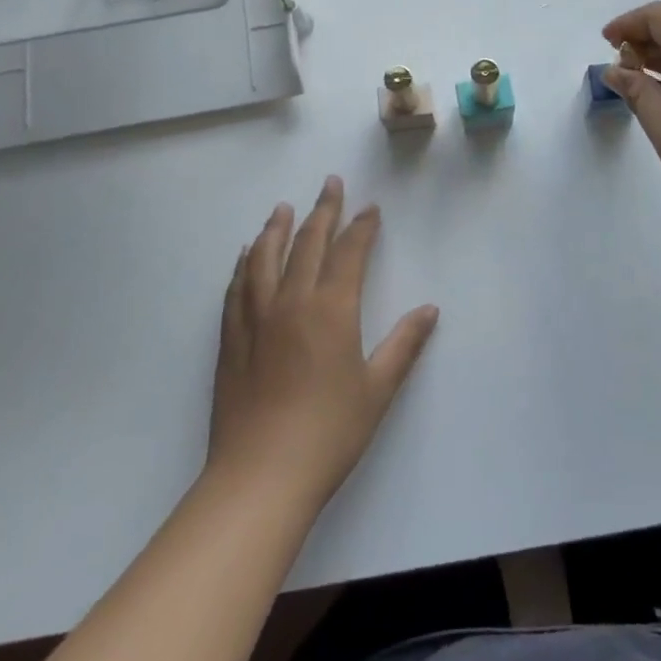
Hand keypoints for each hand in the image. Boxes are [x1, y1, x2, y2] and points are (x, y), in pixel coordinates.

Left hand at [208, 176, 439, 509]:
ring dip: (277, 228)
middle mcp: (291, 302)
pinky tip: (246, 255)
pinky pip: (237, 287)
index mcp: (331, 310)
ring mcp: (256, 319)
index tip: (370, 208)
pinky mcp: (231, 339)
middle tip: (330, 183)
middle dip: (322, 211)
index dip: (362, 227)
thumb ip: (404, 344)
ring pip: (265, 258)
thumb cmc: (329, 433)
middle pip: (308, 244)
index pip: (349, 253)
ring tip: (283, 208)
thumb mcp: (378, 390)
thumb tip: (429, 309)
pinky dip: (244, 264)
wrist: (260, 477)